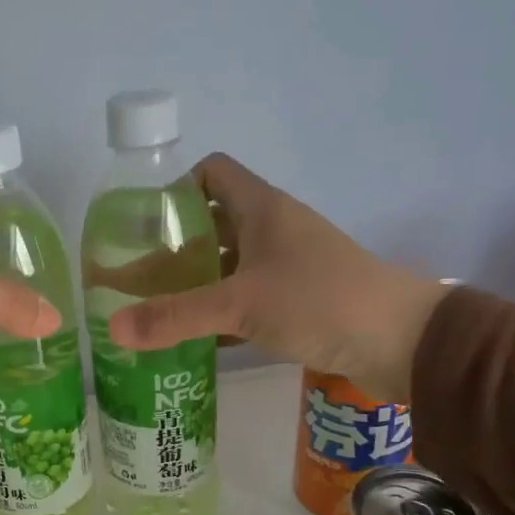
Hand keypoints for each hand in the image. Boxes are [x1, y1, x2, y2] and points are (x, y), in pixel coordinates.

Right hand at [107, 153, 447, 400]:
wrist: (402, 342)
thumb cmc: (319, 301)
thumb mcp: (239, 305)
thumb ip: (175, 316)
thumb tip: (112, 328)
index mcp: (262, 208)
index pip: (211, 172)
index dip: (174, 189)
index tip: (142, 224)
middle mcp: (274, 229)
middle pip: (213, 223)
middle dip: (174, 247)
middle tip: (134, 276)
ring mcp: (289, 266)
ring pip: (229, 265)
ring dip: (195, 284)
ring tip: (154, 309)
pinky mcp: (300, 301)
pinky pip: (247, 298)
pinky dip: (220, 314)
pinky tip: (193, 339)